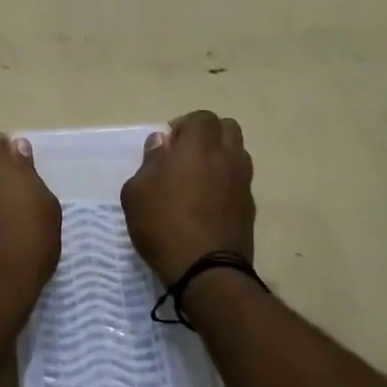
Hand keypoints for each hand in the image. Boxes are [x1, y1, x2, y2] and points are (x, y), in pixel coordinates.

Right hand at [121, 110, 254, 284]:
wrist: (206, 269)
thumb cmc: (163, 224)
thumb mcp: (137, 192)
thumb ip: (150, 161)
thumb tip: (162, 143)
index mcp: (198, 146)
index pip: (201, 118)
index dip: (184, 126)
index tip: (167, 145)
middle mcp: (227, 156)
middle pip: (227, 129)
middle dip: (207, 135)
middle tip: (185, 155)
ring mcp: (243, 181)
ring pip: (237, 153)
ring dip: (220, 156)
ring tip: (198, 178)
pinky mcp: (250, 205)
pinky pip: (240, 180)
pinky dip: (226, 181)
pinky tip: (208, 202)